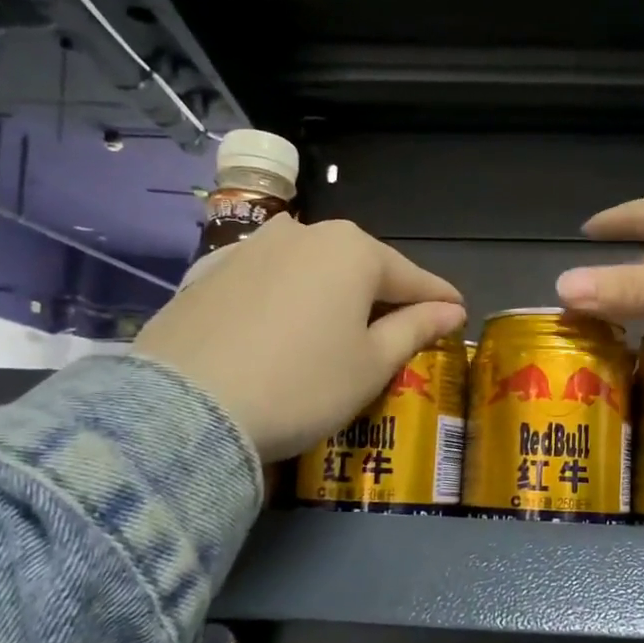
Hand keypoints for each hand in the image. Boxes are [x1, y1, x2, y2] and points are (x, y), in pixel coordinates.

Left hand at [135, 215, 465, 460]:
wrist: (186, 408)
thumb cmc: (303, 385)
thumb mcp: (371, 364)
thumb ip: (414, 329)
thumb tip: (449, 310)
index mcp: (352, 250)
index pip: (411, 277)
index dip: (438, 298)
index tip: (458, 311)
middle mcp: (303, 233)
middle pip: (360, 265)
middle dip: (384, 293)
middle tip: (402, 324)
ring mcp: (252, 248)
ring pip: (312, 268)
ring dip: (335, 292)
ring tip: (343, 324)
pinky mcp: (211, 272)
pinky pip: (270, 280)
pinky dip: (290, 298)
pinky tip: (287, 324)